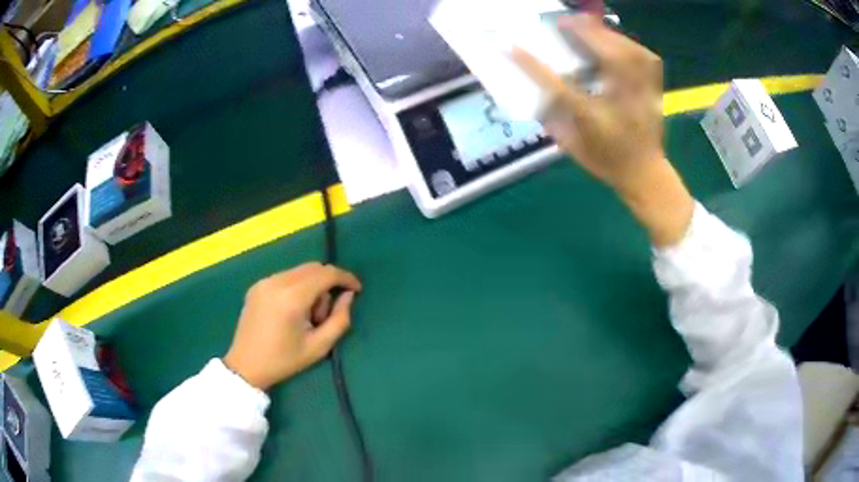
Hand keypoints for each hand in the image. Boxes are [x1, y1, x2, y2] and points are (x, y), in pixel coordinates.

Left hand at [223, 263, 362, 390]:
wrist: (246, 366)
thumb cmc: (284, 360)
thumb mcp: (319, 346)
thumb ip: (340, 319)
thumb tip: (348, 296)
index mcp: (292, 297)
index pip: (326, 274)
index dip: (346, 277)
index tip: (357, 289)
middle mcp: (277, 282)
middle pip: (313, 268)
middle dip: (328, 284)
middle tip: (325, 314)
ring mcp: (264, 281)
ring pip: (300, 271)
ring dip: (312, 286)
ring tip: (307, 316)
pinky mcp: (257, 285)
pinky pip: (285, 276)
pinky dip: (297, 287)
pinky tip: (292, 311)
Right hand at [512, 14, 693, 245]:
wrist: (646, 174)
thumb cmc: (606, 162)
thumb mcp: (571, 145)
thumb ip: (551, 116)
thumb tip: (532, 84)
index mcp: (595, 122)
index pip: (559, 88)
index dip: (532, 65)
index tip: (510, 46)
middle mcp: (622, 105)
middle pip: (607, 58)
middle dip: (583, 32)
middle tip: (564, 21)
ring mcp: (643, 95)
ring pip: (629, 53)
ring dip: (605, 34)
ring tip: (587, 24)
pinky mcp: (654, 89)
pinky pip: (644, 57)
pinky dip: (627, 43)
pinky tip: (614, 39)